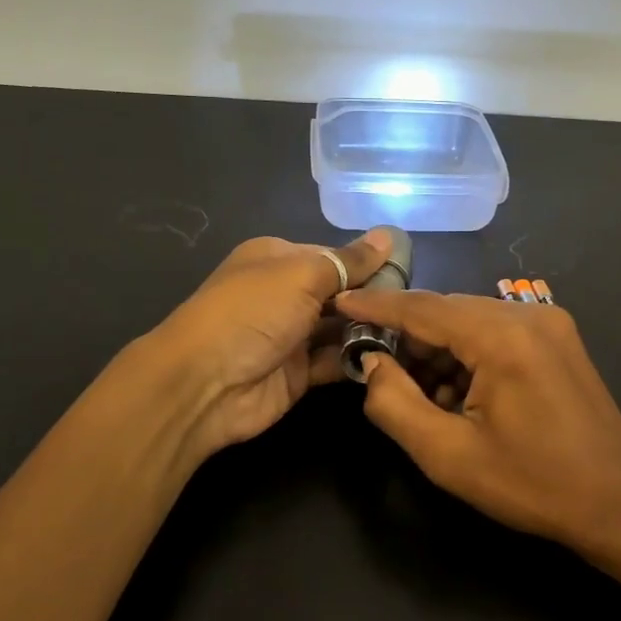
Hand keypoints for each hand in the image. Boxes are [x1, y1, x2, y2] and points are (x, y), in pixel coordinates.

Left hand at [148, 230, 393, 463]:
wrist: (204, 384)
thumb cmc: (252, 313)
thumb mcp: (302, 274)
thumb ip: (349, 261)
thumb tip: (388, 236)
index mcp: (278, 259)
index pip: (334, 256)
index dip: (368, 265)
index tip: (408, 275)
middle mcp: (284, 294)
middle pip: (340, 293)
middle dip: (373, 300)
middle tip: (415, 310)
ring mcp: (290, 335)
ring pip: (341, 328)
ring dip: (370, 331)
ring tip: (412, 334)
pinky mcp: (298, 373)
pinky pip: (336, 361)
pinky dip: (359, 359)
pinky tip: (391, 358)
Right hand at [331, 288, 620, 557]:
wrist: (618, 506)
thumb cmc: (531, 485)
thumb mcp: (447, 455)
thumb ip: (395, 403)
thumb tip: (372, 363)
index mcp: (503, 337)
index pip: (423, 308)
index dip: (376, 305)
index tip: (339, 301)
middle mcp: (529, 315)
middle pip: (448, 311)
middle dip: (408, 336)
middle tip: (374, 366)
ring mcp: (550, 324)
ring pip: (472, 321)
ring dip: (439, 349)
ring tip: (419, 394)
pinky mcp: (560, 340)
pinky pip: (497, 333)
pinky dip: (469, 355)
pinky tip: (459, 394)